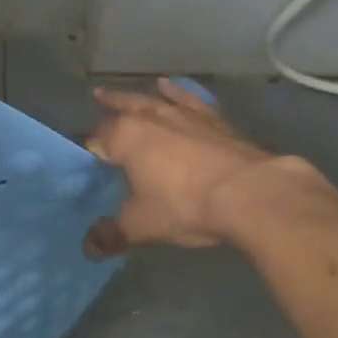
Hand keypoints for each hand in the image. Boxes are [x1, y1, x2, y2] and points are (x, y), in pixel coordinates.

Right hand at [82, 79, 324, 255]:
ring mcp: (184, 115)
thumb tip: (89, 248)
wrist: (249, 192)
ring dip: (139, 96)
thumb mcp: (142, 225)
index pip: (98, 139)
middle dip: (110, 104)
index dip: (90, 149)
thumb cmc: (185, 205)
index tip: (87, 158)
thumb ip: (113, 234)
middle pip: (124, 107)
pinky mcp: (213, 119)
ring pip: (154, 100)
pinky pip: (188, 100)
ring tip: (129, 93)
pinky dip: (177, 93)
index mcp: (125, 138)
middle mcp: (150, 118)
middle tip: (98, 97)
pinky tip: (172, 88)